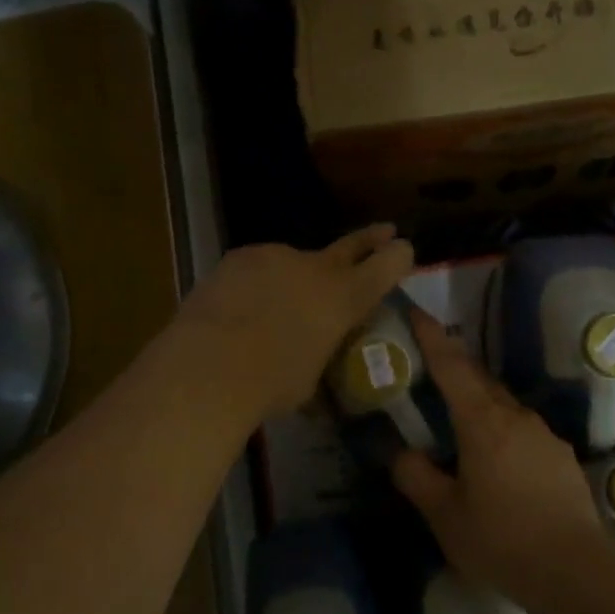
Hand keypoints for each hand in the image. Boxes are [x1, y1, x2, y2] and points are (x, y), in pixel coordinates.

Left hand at [175, 226, 414, 420]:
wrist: (210, 363)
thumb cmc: (272, 383)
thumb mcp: (309, 381)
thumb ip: (318, 359)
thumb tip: (311, 369)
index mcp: (344, 298)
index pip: (386, 266)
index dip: (398, 257)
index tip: (404, 249)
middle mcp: (316, 269)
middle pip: (351, 246)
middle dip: (371, 239)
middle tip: (385, 230)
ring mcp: (276, 257)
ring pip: (294, 262)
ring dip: (294, 278)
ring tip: (275, 307)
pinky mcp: (240, 258)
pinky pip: (258, 267)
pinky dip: (257, 283)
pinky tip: (242, 306)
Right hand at [392, 309, 606, 599]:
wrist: (575, 571)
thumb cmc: (500, 540)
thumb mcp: (445, 515)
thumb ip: (417, 477)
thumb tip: (403, 453)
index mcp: (482, 423)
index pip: (452, 366)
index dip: (432, 337)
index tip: (416, 311)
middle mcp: (515, 417)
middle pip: (480, 380)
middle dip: (454, 367)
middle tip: (430, 367)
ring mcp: (544, 436)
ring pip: (503, 406)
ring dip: (479, 403)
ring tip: (459, 423)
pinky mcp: (561, 458)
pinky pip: (523, 431)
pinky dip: (502, 432)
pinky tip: (496, 463)